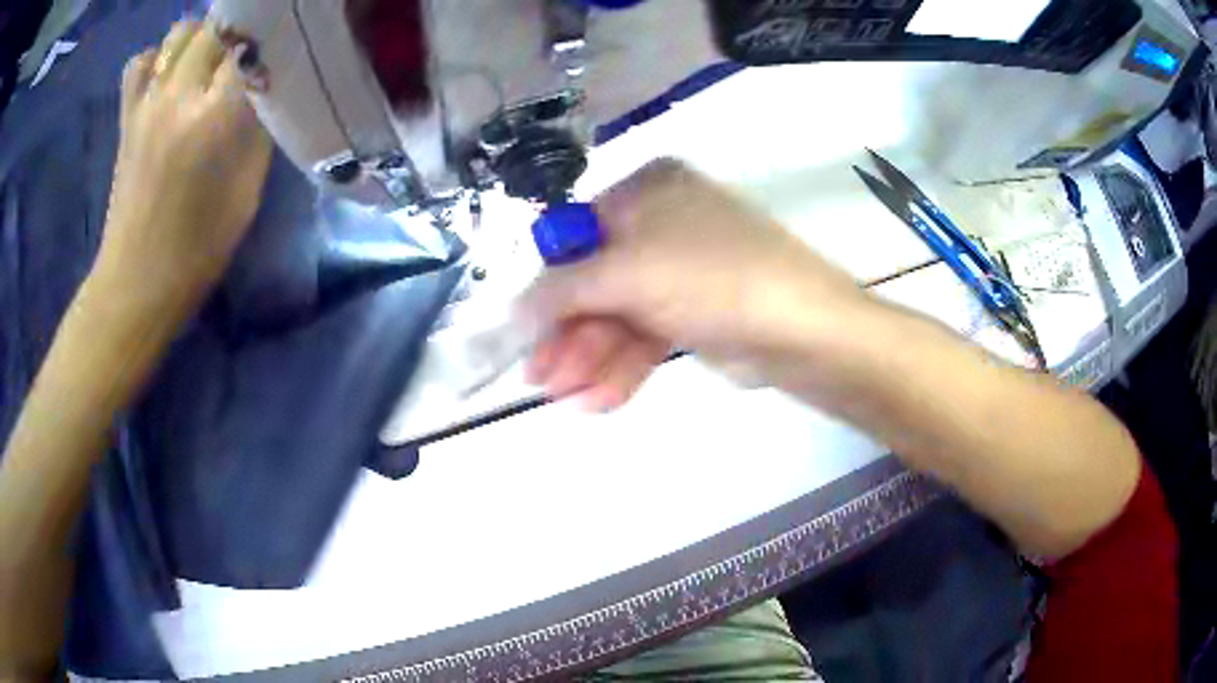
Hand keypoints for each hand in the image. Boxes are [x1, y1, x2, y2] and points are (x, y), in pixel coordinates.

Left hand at [96, 21, 271, 311]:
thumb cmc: (198, 248)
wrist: (136, 283)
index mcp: (213, 119)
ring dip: (199, 38)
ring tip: (208, 60)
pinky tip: (166, 76)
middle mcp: (178, 97)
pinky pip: (139, 64)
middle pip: (215, 29)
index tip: (278, 57)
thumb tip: (263, 93)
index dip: (268, 46)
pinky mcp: (127, 117)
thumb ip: (257, 132)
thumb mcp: (246, 192)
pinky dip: (155, 59)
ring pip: (178, 34)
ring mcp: (147, 104)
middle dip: (236, 35)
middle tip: (245, 57)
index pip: (250, 48)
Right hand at [524, 159, 872, 409]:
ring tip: (568, 400)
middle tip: (539, 379)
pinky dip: (623, 367)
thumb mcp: (627, 274)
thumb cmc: (711, 278)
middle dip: (569, 335)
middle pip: (598, 281)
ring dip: (592, 359)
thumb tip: (513, 308)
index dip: (550, 285)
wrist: (803, 328)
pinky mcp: (699, 312)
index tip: (525, 330)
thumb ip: (561, 289)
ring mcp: (683, 270)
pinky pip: (648, 336)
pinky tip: (600, 400)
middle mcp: (663, 222)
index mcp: (647, 190)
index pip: (578, 234)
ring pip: (621, 315)